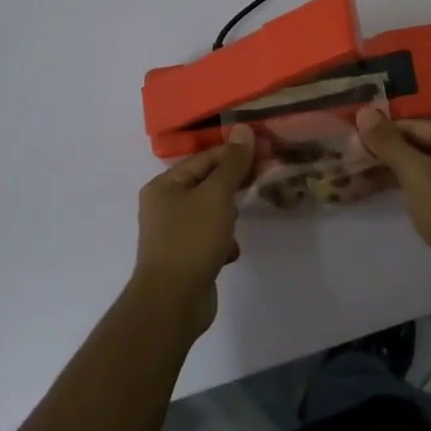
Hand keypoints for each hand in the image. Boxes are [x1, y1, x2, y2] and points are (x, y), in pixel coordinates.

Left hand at [134, 124, 254, 334]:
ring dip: (228, 215)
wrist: (173, 301)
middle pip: (206, 184)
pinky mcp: (184, 257)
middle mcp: (164, 205)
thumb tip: (243, 129)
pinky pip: (209, 238)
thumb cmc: (191, 240)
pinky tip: (231, 251)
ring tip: (242, 219)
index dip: (235, 153)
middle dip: (233, 184)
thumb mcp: (216, 196)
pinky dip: (223, 241)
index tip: (265, 151)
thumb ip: (232, 164)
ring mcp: (173, 233)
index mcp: (164, 185)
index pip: (204, 158)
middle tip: (264, 177)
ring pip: (210, 212)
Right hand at [356, 107, 430, 279]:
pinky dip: (401, 187)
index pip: (414, 126)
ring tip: (352, 180)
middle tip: (347, 161)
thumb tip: (364, 111)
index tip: (350, 142)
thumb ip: (389, 143)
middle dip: (381, 154)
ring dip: (386, 173)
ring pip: (418, 168)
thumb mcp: (416, 174)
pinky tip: (373, 192)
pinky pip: (424, 186)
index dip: (381, 132)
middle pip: (416, 145)